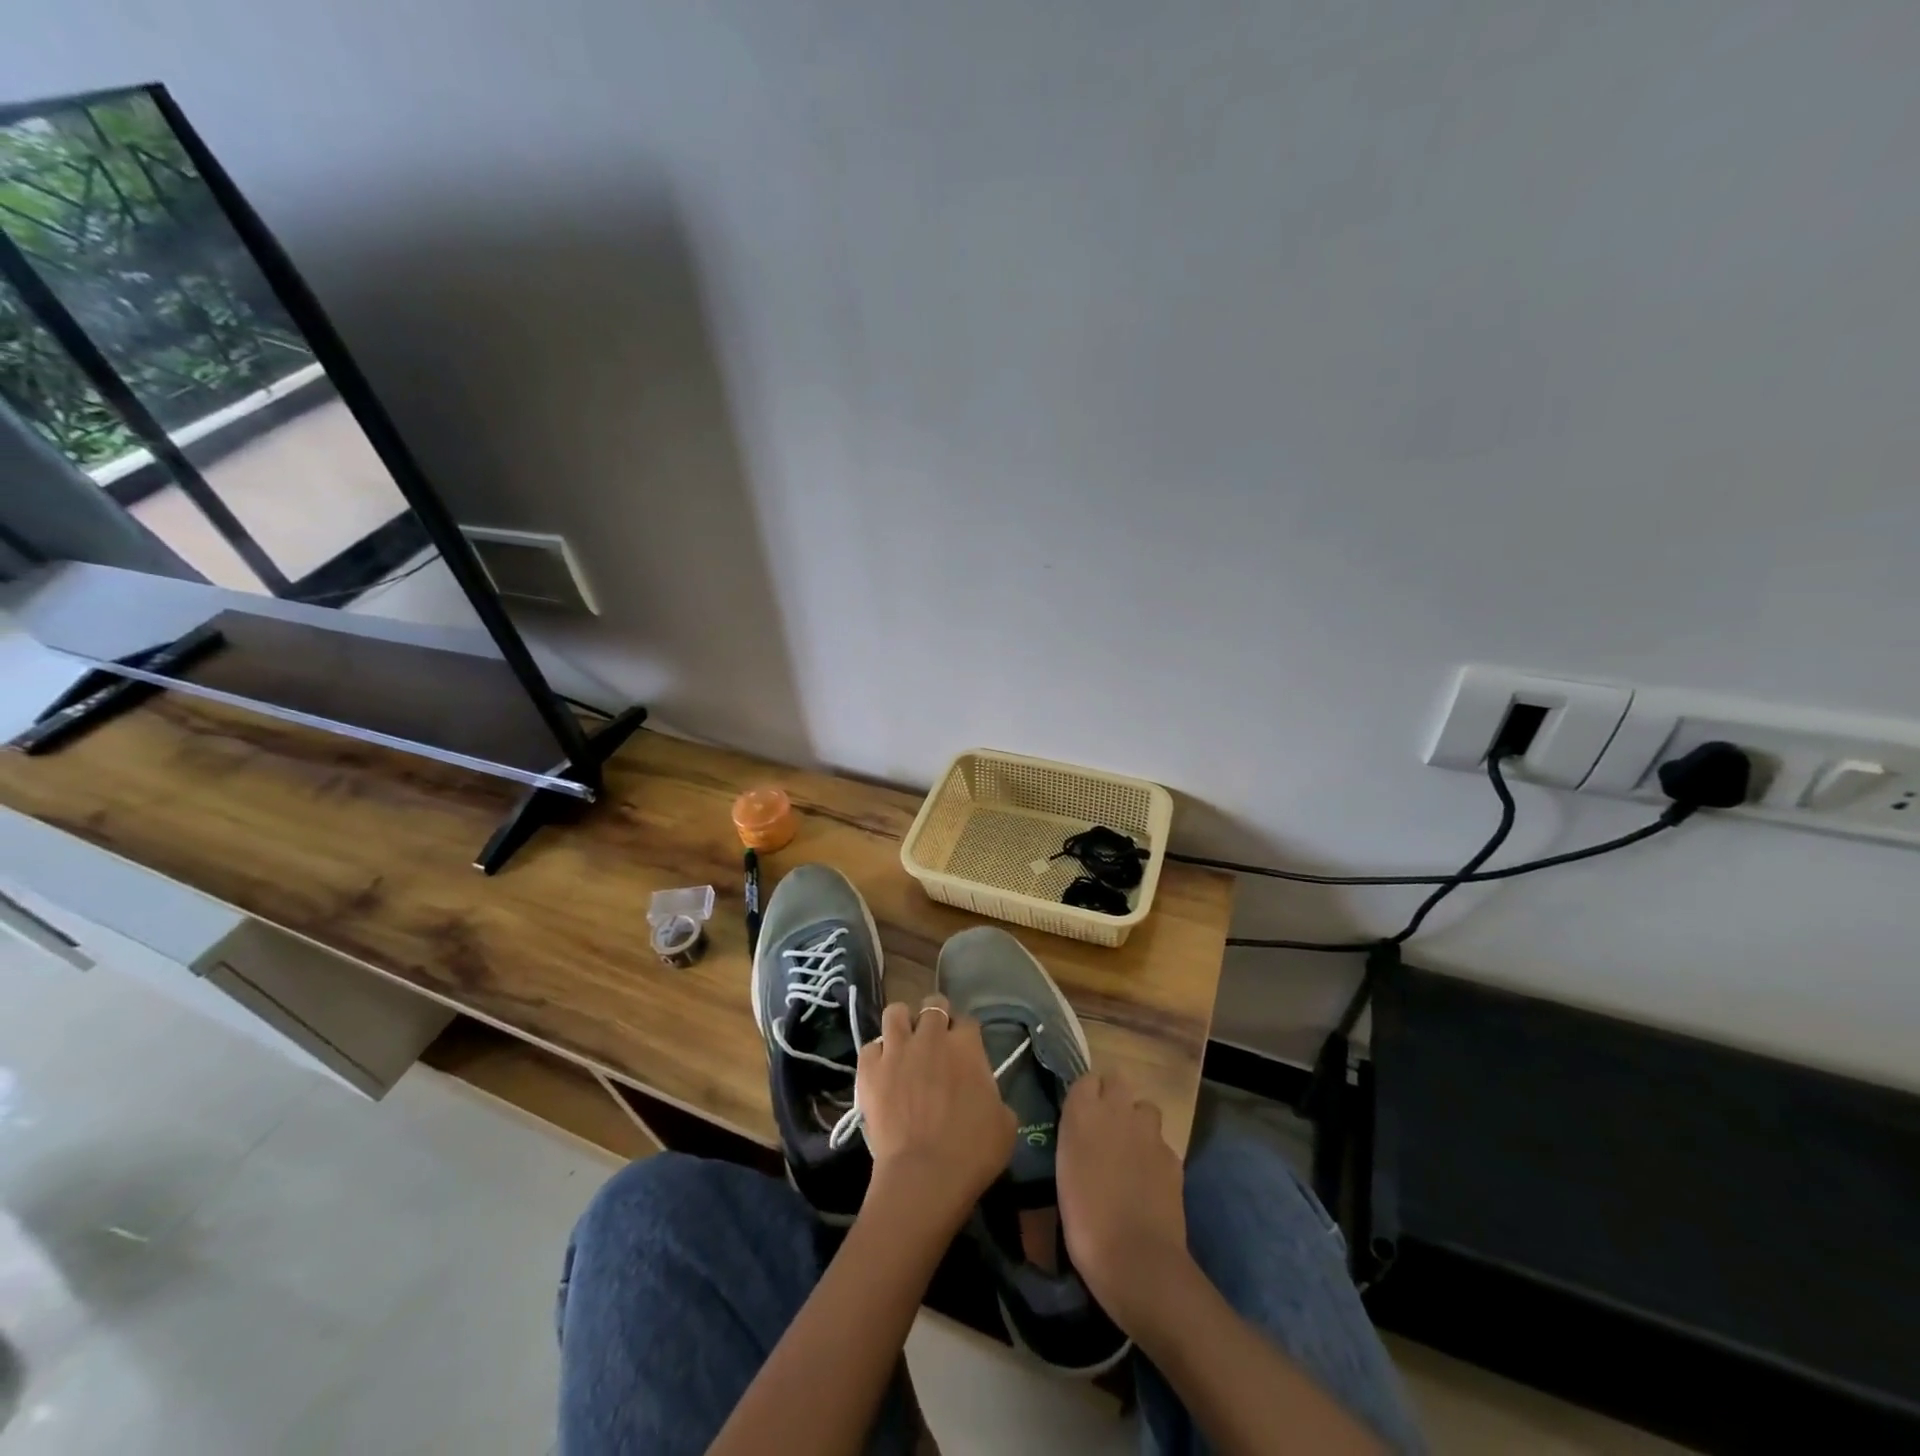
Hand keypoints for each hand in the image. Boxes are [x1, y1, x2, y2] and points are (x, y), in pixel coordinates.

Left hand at [856, 995, 1016, 1231]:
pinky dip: (876, 1056)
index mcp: (966, 1045)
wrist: (925, 1175)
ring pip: (895, 1012)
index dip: (966, 1034)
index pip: (968, 1021)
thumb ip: (993, 1094)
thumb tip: (982, 1092)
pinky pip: (870, 1047)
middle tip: (936, 1040)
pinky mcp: (869, 1069)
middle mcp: (931, 1036)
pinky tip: (882, 1071)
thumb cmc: (973, 1152)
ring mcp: (897, 1050)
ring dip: (902, 1023)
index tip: (964, 1050)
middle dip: (936, 1016)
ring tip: (904, 1042)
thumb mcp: (1005, 1122)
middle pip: (933, 1005)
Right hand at [1057, 1073, 1190, 1329]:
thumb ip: (1075, 1137)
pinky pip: (1161, 1142)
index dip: (1087, 1094)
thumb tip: (1083, 1129)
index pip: (1086, 1079)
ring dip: (1138, 1121)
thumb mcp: (1064, 1170)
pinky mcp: (1172, 1155)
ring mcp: (1149, 1131)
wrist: (1135, 1258)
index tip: (1082, 1114)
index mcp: (1082, 1112)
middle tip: (1106, 1126)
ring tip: (1130, 1151)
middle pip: (1118, 1080)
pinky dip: (1155, 1154)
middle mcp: (1117, 1110)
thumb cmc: (1084, 1219)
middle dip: (1114, 1096)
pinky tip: (1149, 1181)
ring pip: (1145, 1108)